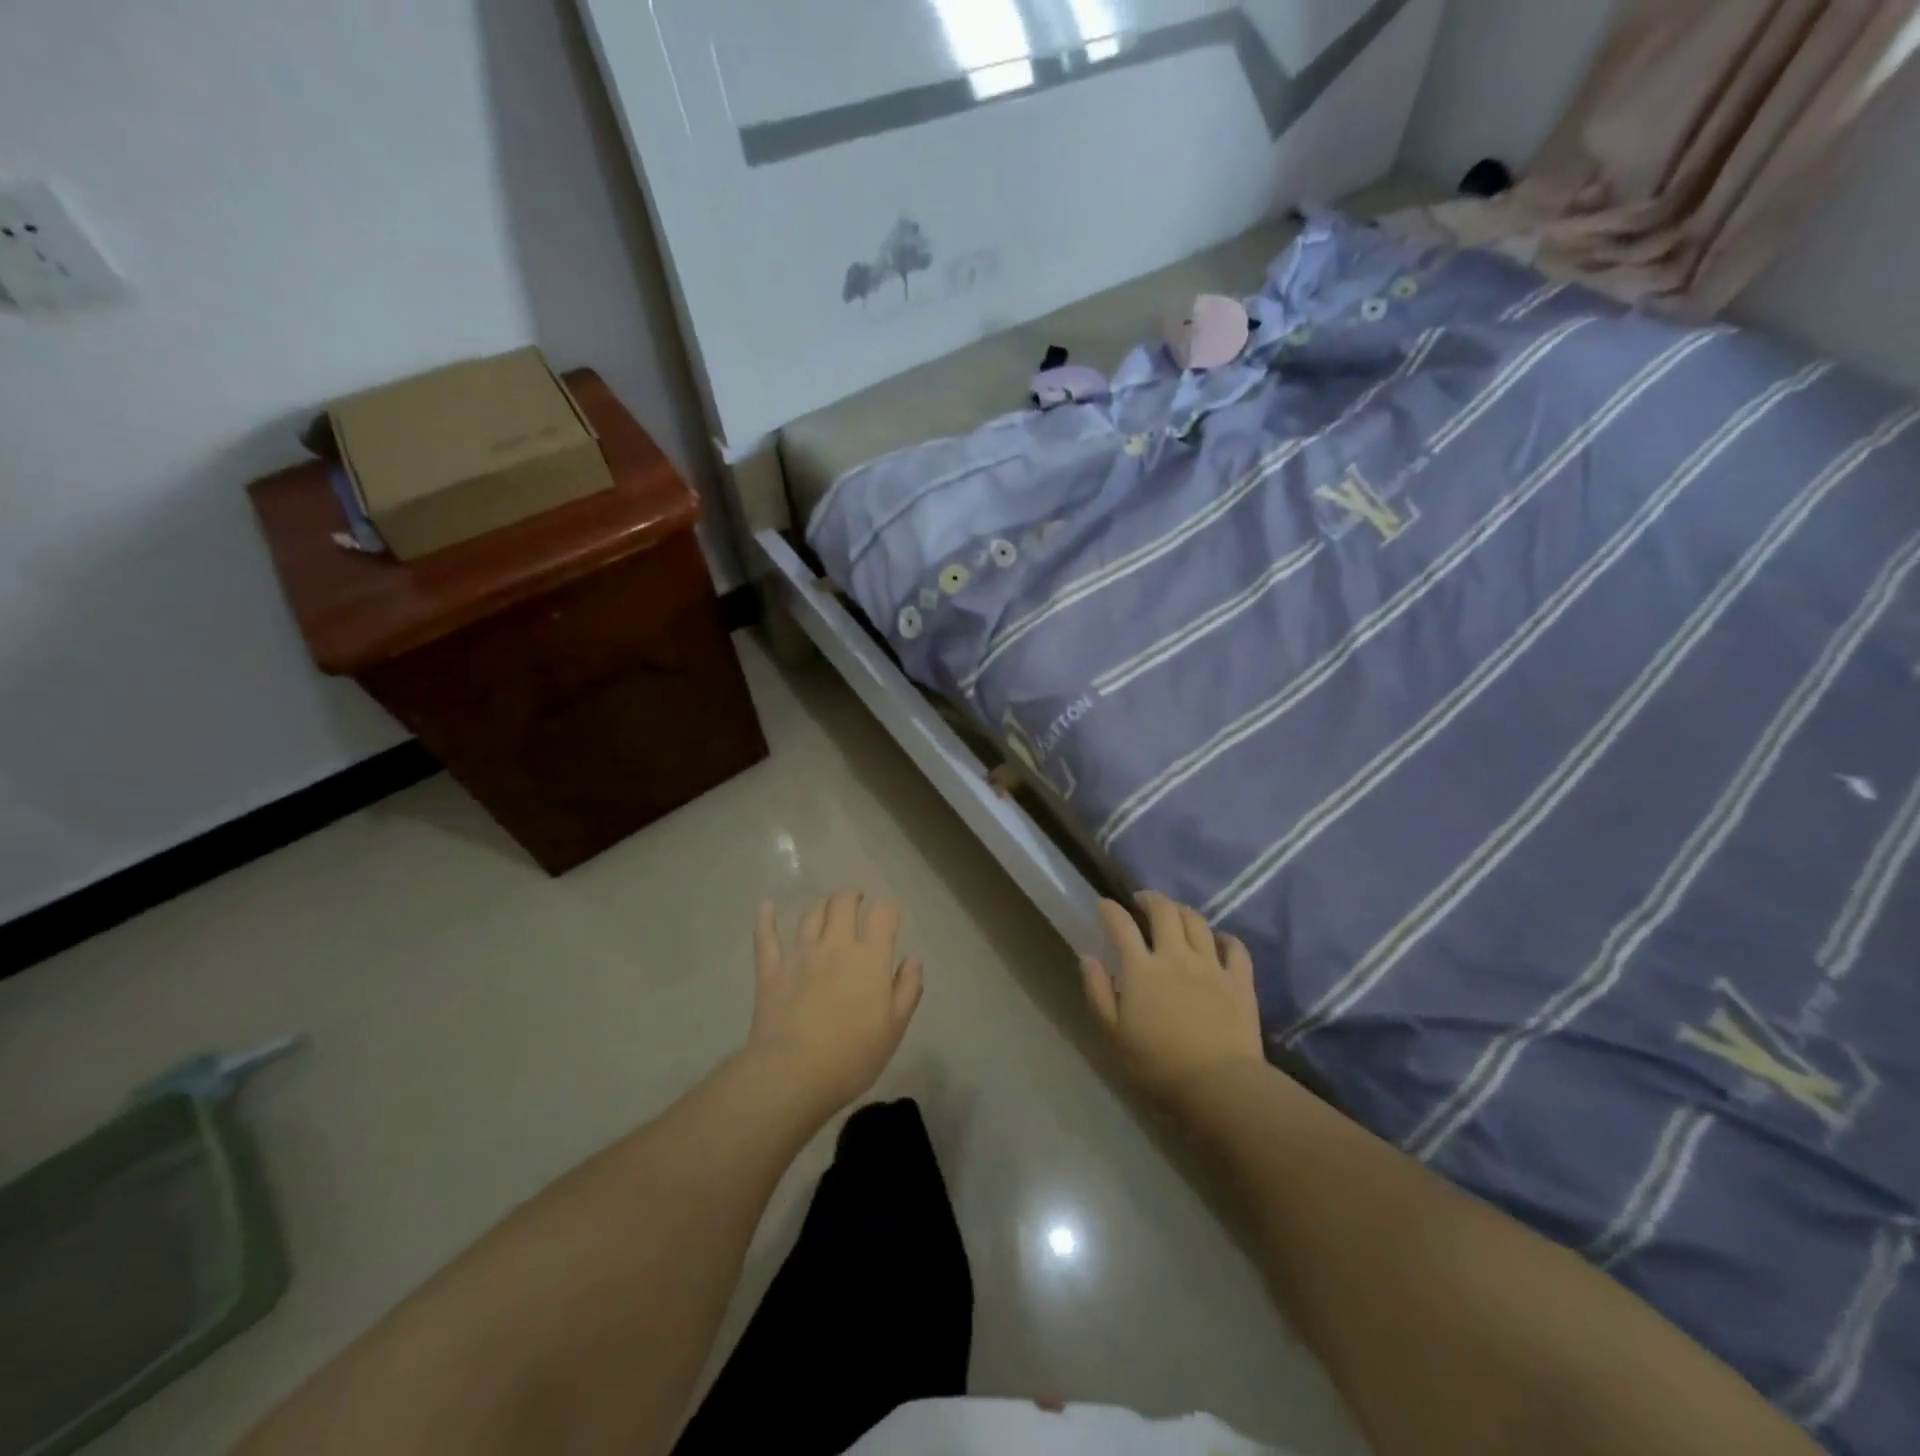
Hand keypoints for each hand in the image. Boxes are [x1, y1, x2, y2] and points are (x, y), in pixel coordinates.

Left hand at [746, 892, 922, 1116]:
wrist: (793, 1074)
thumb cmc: (852, 1056)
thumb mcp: (894, 1028)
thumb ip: (907, 989)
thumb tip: (912, 960)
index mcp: (870, 957)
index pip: (883, 913)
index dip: (889, 909)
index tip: (890, 918)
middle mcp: (835, 945)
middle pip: (843, 903)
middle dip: (852, 898)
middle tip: (857, 905)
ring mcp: (800, 955)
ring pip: (810, 915)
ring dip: (821, 907)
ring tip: (827, 911)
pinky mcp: (771, 971)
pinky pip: (767, 937)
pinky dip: (766, 918)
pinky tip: (767, 906)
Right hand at [1082, 892, 1265, 1108]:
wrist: (1218, 1087)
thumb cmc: (1157, 1065)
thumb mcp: (1113, 1034)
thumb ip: (1098, 992)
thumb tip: (1088, 958)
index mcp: (1141, 969)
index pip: (1121, 925)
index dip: (1110, 909)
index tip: (1103, 904)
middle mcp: (1176, 956)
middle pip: (1164, 911)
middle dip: (1150, 899)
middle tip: (1141, 902)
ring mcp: (1211, 965)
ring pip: (1197, 921)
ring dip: (1182, 911)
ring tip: (1175, 915)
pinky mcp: (1239, 981)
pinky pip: (1235, 947)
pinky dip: (1224, 937)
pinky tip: (1217, 940)